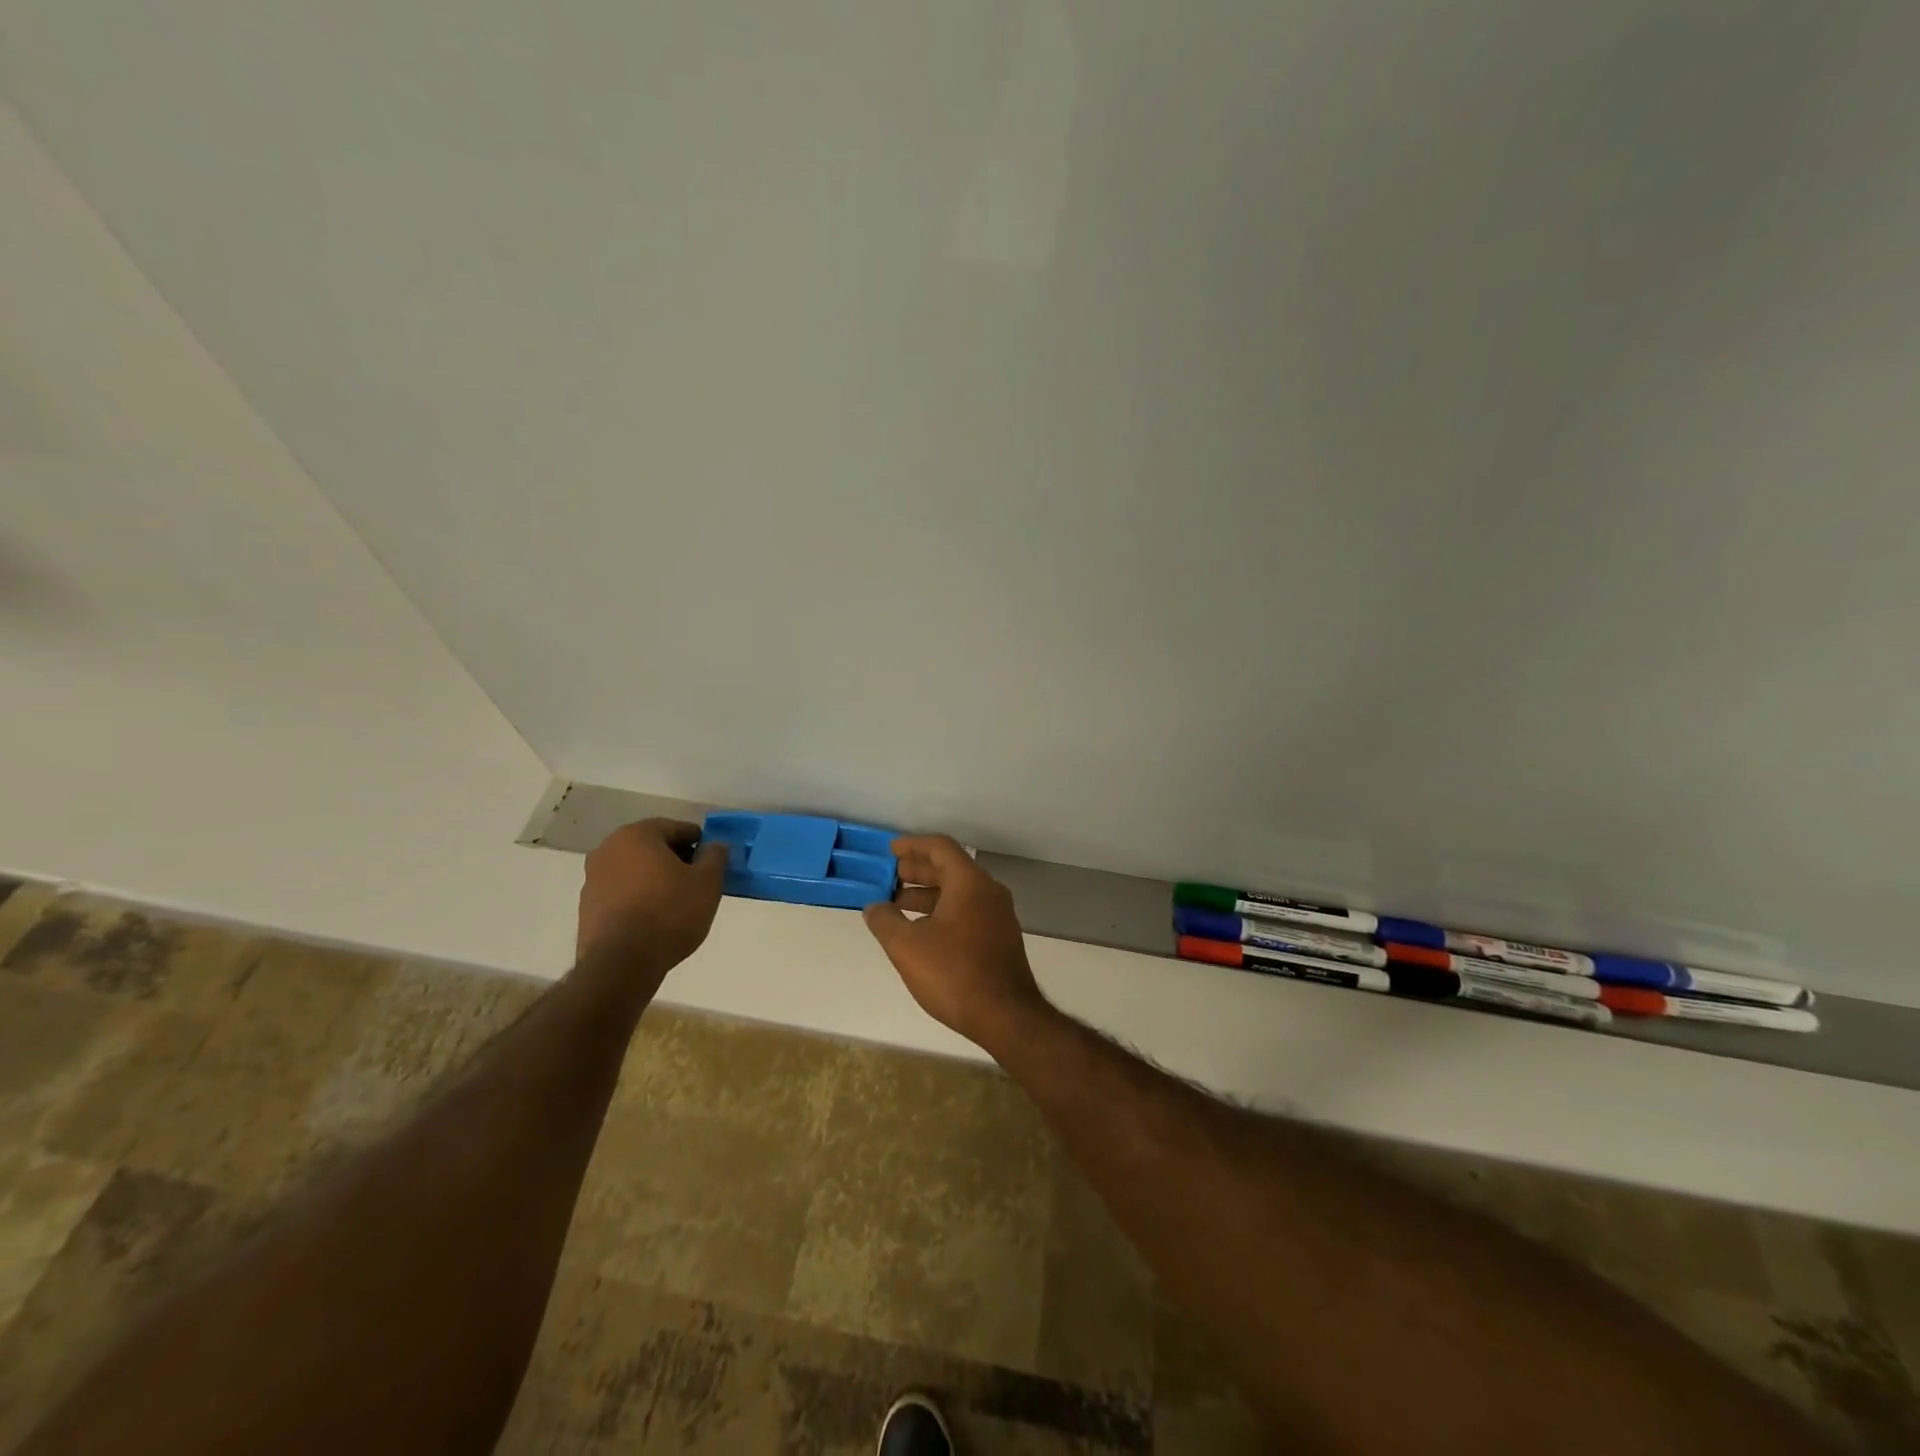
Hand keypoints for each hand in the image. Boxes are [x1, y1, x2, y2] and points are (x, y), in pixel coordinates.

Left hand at [577, 819, 728, 968]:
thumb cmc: (669, 913)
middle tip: (697, 881)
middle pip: (652, 847)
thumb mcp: (708, 882)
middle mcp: (608, 849)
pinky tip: (653, 919)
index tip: (713, 862)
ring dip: (655, 879)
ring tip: (676, 903)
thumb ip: (715, 856)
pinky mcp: (587, 907)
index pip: (677, 828)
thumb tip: (715, 846)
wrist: (622, 963)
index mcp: (637, 835)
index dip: (699, 843)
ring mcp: (592, 878)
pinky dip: (638, 898)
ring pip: (635, 870)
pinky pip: (621, 892)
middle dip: (676, 860)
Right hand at [863, 834, 1047, 1047]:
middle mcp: (988, 892)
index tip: (890, 850)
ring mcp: (998, 916)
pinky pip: (968, 910)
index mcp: (970, 883)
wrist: (1006, 1016)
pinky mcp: (1000, 938)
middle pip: (951, 868)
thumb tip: (874, 907)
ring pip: (959, 892)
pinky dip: (943, 910)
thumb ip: (885, 921)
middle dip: (918, 870)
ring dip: (928, 893)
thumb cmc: (953, 973)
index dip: (913, 845)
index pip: (940, 847)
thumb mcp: (907, 947)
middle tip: (891, 876)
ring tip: (898, 905)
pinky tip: (922, 930)